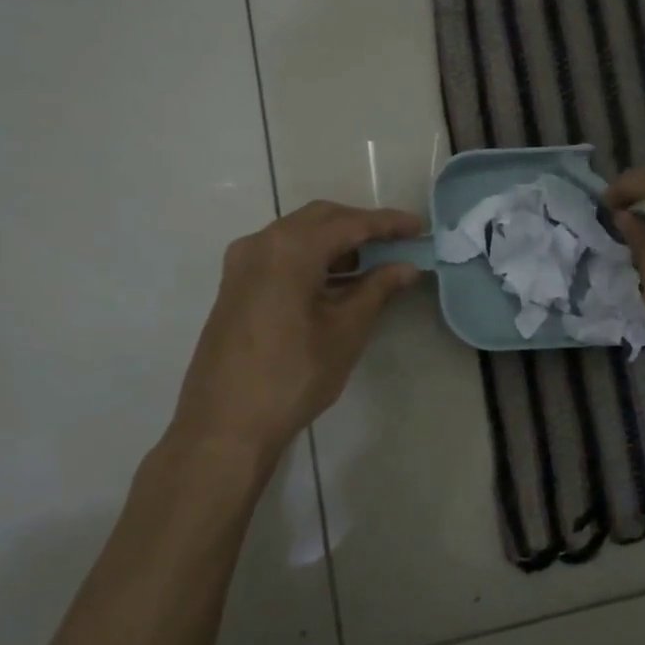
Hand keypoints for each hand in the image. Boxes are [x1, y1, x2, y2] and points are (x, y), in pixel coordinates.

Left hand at [164, 200, 424, 467]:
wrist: (225, 425)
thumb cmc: (292, 376)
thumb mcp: (345, 332)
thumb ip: (377, 290)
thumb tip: (406, 267)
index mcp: (289, 249)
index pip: (349, 224)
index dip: (388, 224)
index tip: (419, 227)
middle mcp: (261, 244)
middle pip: (320, 219)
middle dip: (361, 226)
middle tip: (398, 243)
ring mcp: (242, 264)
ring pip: (298, 235)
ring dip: (336, 242)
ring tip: (374, 263)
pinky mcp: (235, 286)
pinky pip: (280, 255)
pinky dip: (313, 258)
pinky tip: (337, 281)